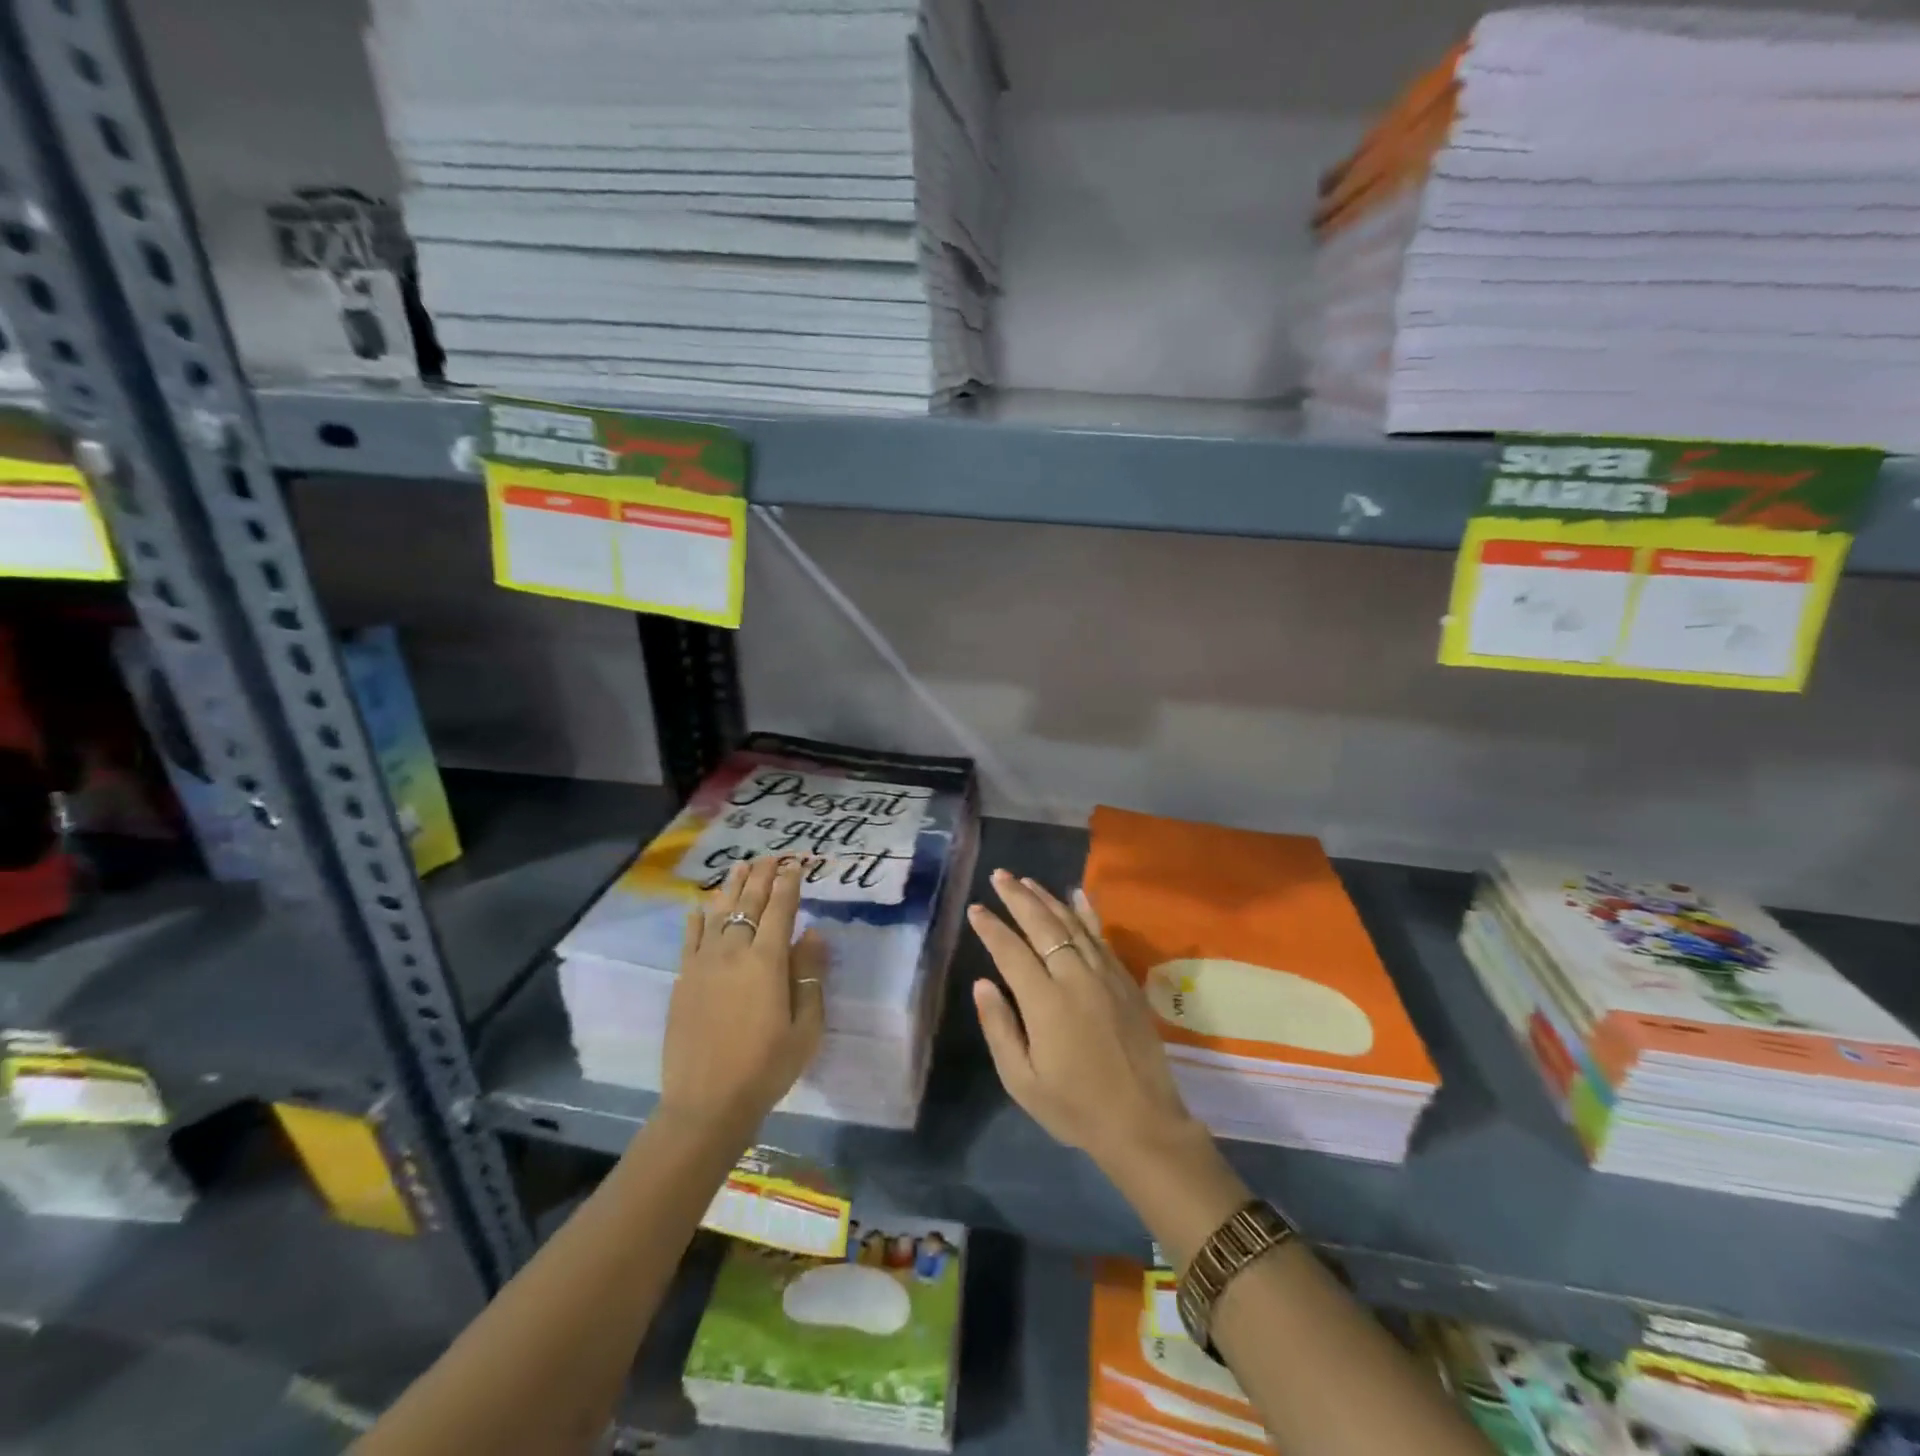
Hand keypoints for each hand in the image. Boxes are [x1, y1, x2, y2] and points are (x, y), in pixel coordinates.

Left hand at [660, 855, 829, 1136]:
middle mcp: (733, 953)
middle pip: (748, 904)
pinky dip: (697, 919)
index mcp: (767, 962)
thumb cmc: (767, 1067)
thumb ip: (809, 974)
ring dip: (731, 888)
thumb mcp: (806, 1025)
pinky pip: (690, 940)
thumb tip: (813, 933)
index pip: (780, 910)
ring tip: (739, 867)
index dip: (789, 884)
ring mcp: (703, 965)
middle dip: (761, 877)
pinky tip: (700, 906)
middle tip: (769, 857)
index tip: (795, 864)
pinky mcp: (683, 981)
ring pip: (719, 914)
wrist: (707, 1103)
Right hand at [967, 869, 1200, 1175]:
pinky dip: (1087, 912)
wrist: (1142, 1122)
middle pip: (1043, 925)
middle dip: (1018, 897)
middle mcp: (1075, 978)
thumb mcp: (1022, 1081)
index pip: (1011, 951)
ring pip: (1072, 924)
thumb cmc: (1075, 1106)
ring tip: (1027, 880)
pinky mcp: (1125, 980)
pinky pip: (1102, 936)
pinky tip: (1077, 895)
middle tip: (1000, 875)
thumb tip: (983, 983)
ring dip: (1048, 898)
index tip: (976, 908)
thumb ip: (999, 1028)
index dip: (991, 927)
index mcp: (1045, 1003)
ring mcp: (1104, 975)